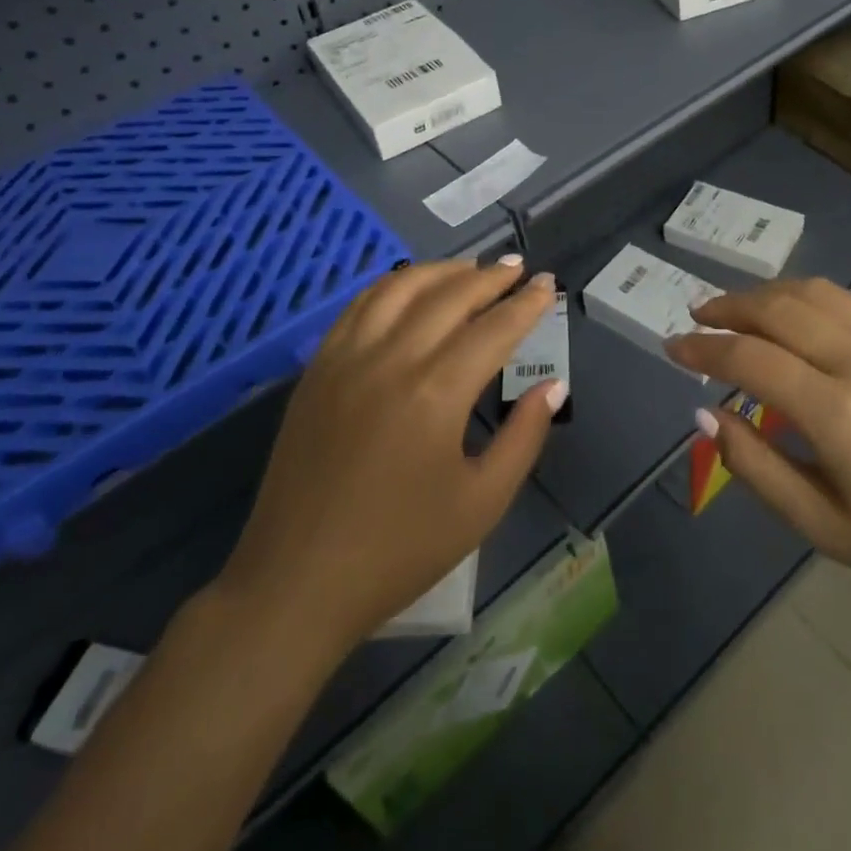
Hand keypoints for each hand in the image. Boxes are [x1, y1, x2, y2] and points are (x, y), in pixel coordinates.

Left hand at [214, 258, 564, 655]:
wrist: (297, 582)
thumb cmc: (398, 550)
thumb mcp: (481, 504)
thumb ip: (523, 438)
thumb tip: (553, 385)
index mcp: (436, 393)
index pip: (493, 328)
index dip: (526, 304)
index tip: (546, 285)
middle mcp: (391, 359)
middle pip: (450, 296)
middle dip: (490, 278)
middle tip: (517, 268)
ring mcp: (347, 358)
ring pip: (400, 288)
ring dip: (441, 271)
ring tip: (470, 269)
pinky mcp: (318, 368)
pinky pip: (359, 306)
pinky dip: (392, 286)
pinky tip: (408, 289)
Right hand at [665, 277, 850, 622]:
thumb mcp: (823, 528)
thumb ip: (755, 466)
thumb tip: (705, 411)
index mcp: (839, 414)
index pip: (749, 358)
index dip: (702, 348)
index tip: (672, 347)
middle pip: (777, 309)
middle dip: (727, 307)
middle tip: (696, 316)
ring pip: (814, 292)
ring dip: (765, 293)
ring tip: (737, 307)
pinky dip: (810, 295)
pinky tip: (796, 310)